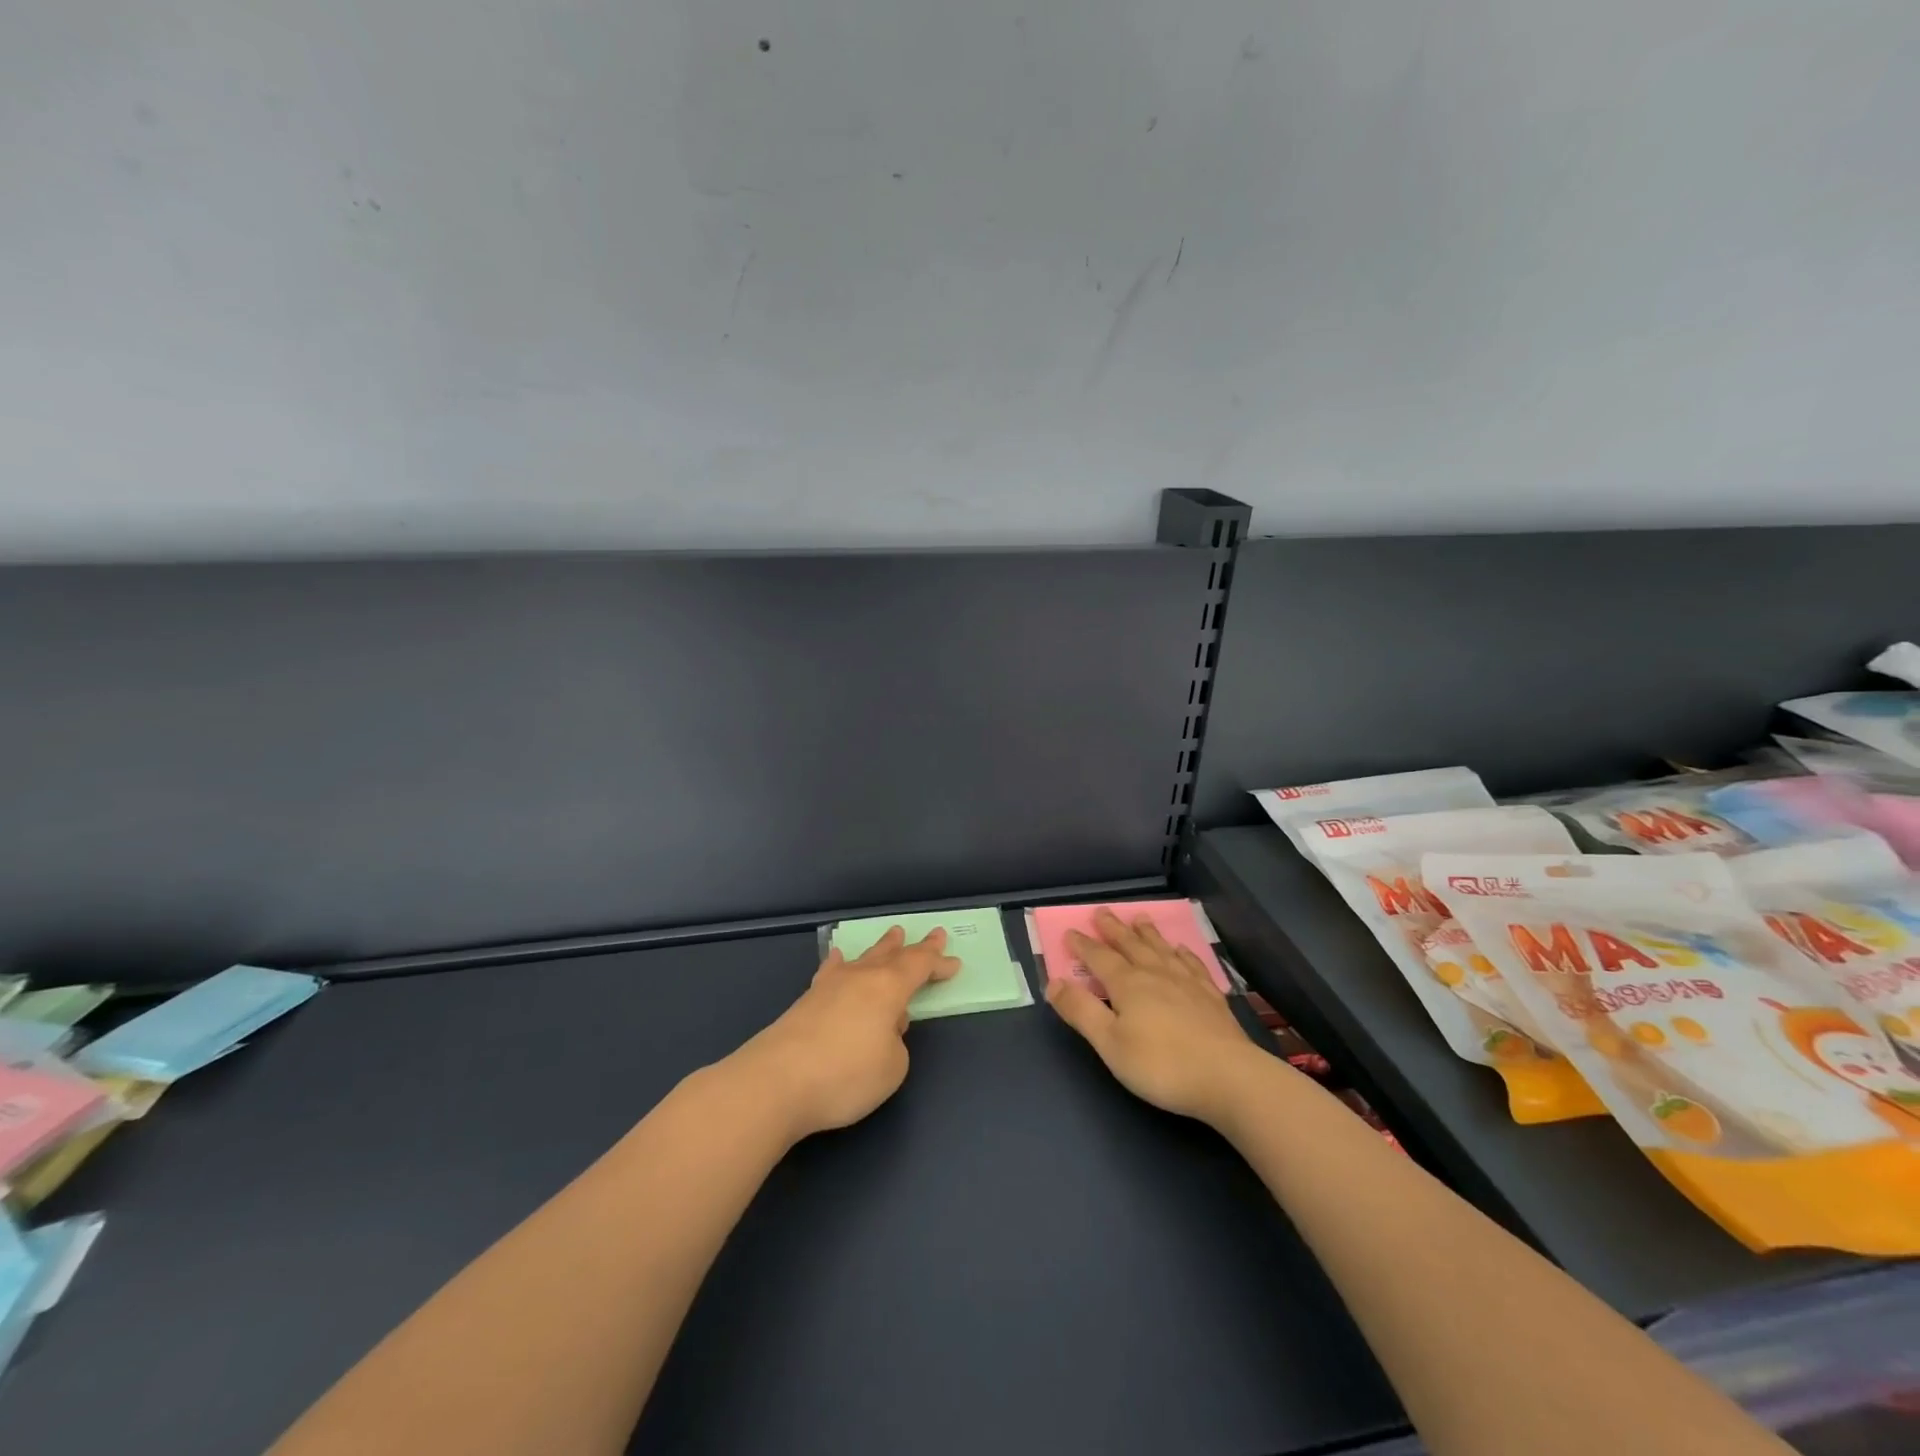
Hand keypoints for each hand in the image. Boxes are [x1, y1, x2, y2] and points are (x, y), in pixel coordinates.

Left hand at [730, 926, 960, 1141]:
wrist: (776, 1082)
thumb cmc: (845, 1075)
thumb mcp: (893, 1067)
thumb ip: (895, 1043)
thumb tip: (880, 1030)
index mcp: (888, 988)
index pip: (919, 967)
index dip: (937, 962)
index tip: (953, 960)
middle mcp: (860, 978)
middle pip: (892, 955)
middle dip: (914, 947)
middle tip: (931, 934)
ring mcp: (829, 987)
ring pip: (862, 959)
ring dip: (881, 948)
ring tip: (893, 934)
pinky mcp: (805, 1002)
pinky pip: (831, 972)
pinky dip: (838, 963)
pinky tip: (836, 957)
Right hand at [1046, 909, 1265, 1125]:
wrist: (1228, 1077)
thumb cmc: (1161, 1064)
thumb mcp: (1110, 1043)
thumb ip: (1081, 1011)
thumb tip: (1053, 981)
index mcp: (1128, 985)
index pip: (1099, 958)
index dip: (1083, 945)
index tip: (1070, 932)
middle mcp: (1155, 974)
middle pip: (1130, 945)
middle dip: (1114, 929)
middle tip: (1102, 912)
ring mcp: (1187, 983)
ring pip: (1161, 949)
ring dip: (1147, 933)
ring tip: (1140, 918)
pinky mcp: (1211, 996)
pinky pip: (1192, 965)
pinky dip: (1183, 954)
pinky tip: (1181, 950)